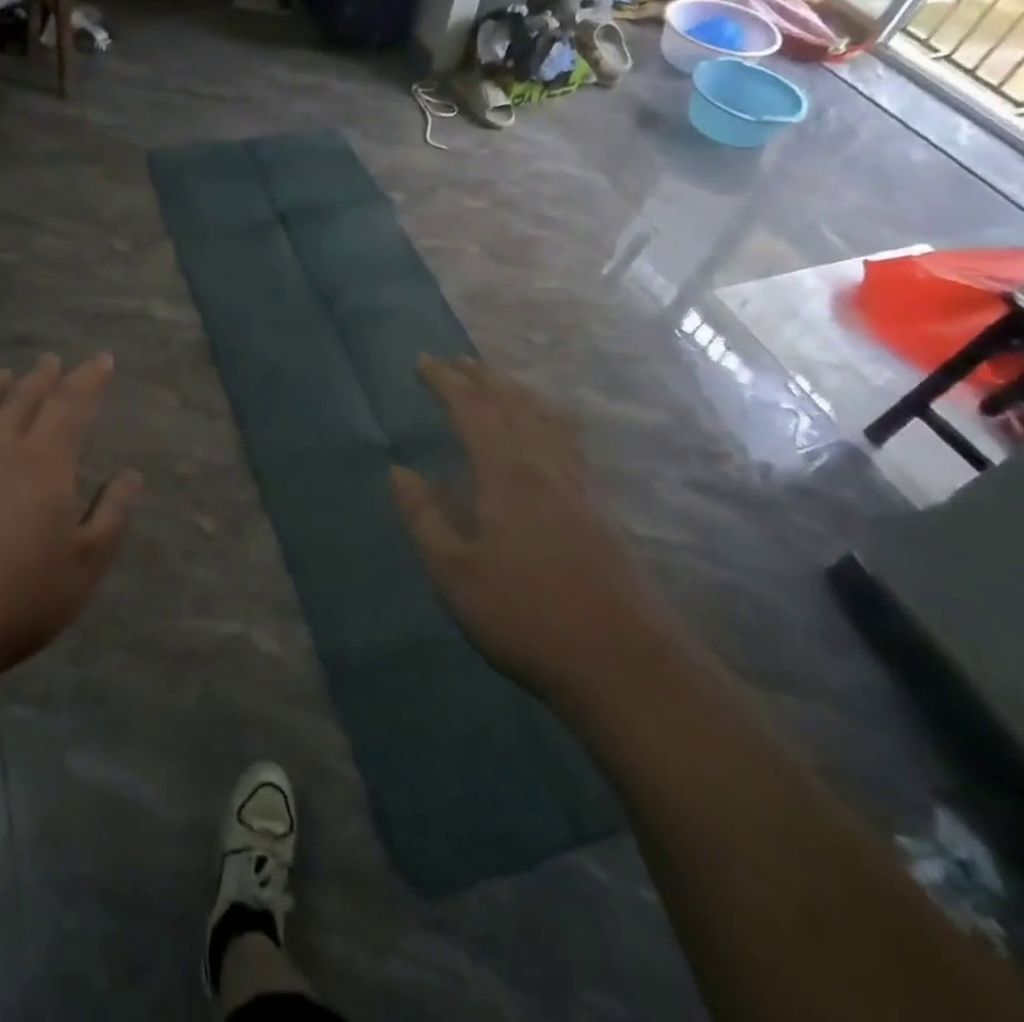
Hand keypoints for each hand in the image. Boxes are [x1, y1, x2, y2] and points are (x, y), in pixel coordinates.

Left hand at [0, 353, 141, 685]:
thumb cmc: (19, 598)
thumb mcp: (86, 565)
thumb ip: (111, 516)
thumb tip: (130, 475)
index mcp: (46, 464)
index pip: (71, 406)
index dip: (88, 379)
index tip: (103, 359)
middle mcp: (3, 453)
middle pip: (25, 401)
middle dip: (43, 377)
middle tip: (52, 359)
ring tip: (4, 374)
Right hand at [390, 355, 676, 708]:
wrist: (624, 662)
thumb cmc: (527, 617)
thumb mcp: (455, 574)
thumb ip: (424, 518)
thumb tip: (399, 471)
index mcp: (506, 473)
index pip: (471, 409)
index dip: (445, 381)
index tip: (422, 361)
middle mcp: (543, 465)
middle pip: (511, 403)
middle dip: (479, 376)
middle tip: (452, 360)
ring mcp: (576, 484)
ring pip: (542, 417)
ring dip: (513, 391)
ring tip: (493, 381)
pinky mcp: (596, 506)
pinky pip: (563, 438)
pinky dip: (542, 416)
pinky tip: (544, 430)